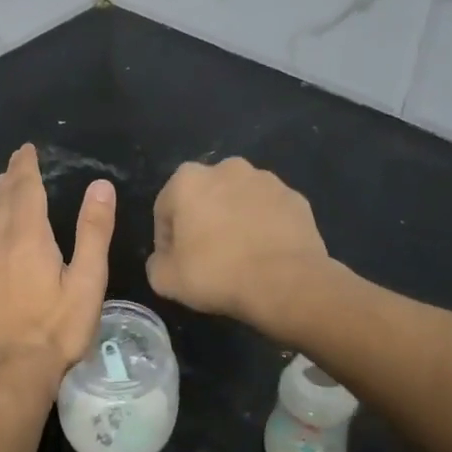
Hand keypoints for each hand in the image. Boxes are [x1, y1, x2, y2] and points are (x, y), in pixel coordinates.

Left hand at [0, 144, 115, 387]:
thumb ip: (93, 232)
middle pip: (3, 202)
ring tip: (3, 188)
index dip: (26, 168)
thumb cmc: (57, 328)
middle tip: (16, 162)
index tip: (26, 150)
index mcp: (27, 238)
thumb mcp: (87, 280)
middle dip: (11, 179)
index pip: (25, 191)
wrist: (11, 372)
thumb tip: (100, 186)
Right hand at [148, 157, 330, 328]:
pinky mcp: (295, 198)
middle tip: (207, 259)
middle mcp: (226, 168)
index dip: (167, 240)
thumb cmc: (217, 274)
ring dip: (234, 221)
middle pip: (204, 198)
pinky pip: (269, 213)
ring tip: (240, 257)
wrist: (287, 283)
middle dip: (202, 222)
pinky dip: (264, 227)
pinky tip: (265, 255)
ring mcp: (266, 180)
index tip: (176, 264)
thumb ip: (156, 263)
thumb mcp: (165, 280)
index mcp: (188, 180)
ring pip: (238, 201)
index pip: (166, 210)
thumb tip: (164, 259)